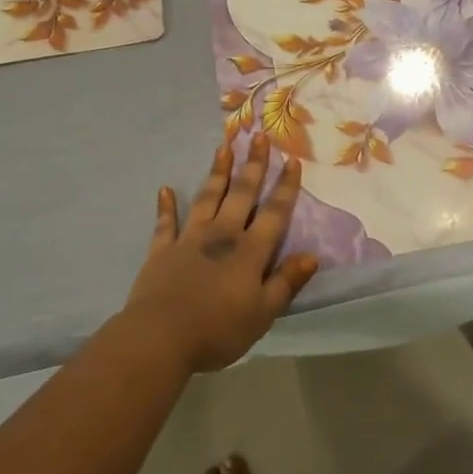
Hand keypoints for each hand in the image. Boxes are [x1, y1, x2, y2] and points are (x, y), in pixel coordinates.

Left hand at [123, 134, 319, 373]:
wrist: (161, 336)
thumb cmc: (218, 330)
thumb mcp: (262, 314)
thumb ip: (286, 282)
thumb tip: (311, 255)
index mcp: (249, 251)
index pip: (274, 213)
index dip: (285, 187)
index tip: (291, 159)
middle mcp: (222, 235)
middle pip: (241, 194)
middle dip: (252, 165)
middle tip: (258, 137)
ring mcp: (189, 239)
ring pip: (207, 198)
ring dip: (216, 173)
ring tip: (223, 148)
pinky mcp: (162, 250)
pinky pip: (165, 223)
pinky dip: (166, 206)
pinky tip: (165, 190)